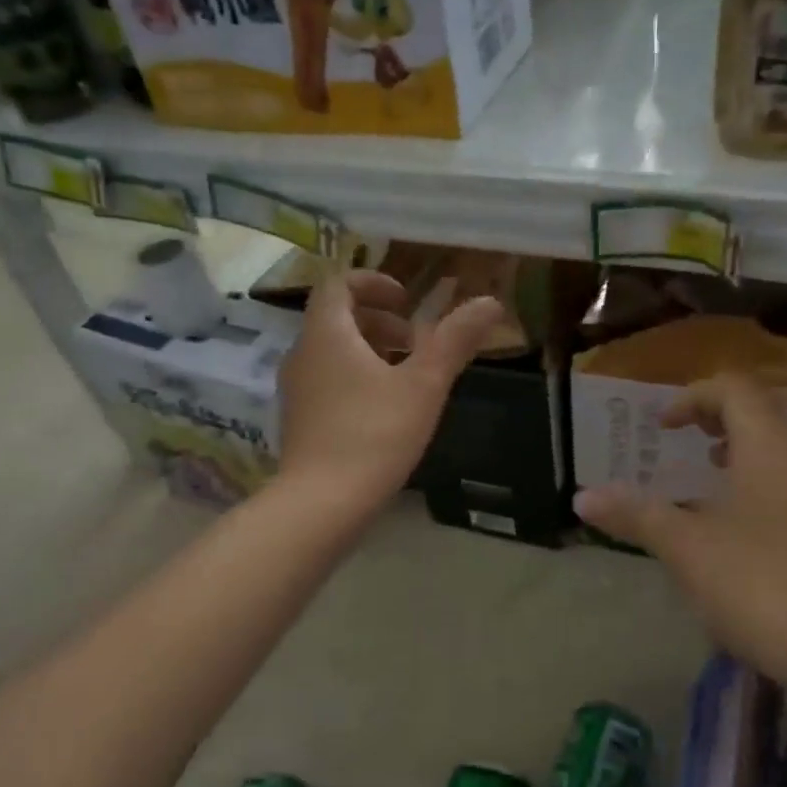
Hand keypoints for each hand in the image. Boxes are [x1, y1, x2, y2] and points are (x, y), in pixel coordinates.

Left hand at [278, 268, 504, 519]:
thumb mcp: (424, 385)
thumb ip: (455, 340)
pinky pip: (326, 381)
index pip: (337, 284)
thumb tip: (491, 302)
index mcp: (327, 333)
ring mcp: (296, 390)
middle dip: (377, 320)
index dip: (372, 283)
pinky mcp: (298, 421)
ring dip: (368, 351)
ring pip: (331, 352)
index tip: (406, 301)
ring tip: (405, 376)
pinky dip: (354, 378)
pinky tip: (383, 411)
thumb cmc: (375, 435)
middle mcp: (302, 354)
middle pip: (335, 318)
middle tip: (414, 341)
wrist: (322, 503)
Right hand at [572, 373, 786, 686]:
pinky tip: (733, 511)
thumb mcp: (684, 547)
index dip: (694, 396)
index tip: (662, 428)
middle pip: (777, 401)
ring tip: (712, 466)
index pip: (736, 389)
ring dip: (752, 439)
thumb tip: (582, 498)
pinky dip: (765, 472)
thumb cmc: (756, 583)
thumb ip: (635, 515)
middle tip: (700, 433)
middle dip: (733, 407)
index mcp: (768, 445)